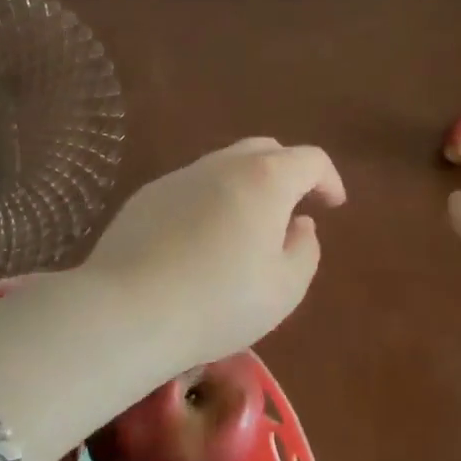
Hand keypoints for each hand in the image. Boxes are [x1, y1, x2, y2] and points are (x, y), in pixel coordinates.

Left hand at [82, 139, 346, 366]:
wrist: (127, 311)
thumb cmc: (219, 302)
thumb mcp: (285, 288)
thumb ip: (305, 250)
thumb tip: (300, 224)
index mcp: (266, 179)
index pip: (310, 159)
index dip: (329, 179)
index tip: (333, 205)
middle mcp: (223, 164)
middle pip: (266, 150)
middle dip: (288, 172)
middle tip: (293, 208)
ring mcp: (180, 176)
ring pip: (226, 165)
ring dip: (247, 185)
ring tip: (247, 227)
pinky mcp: (148, 195)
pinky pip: (192, 185)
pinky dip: (211, 199)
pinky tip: (201, 239)